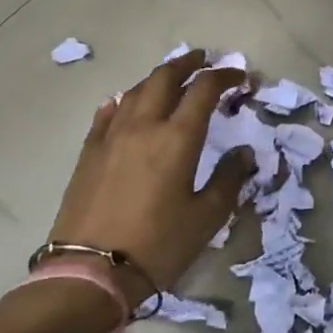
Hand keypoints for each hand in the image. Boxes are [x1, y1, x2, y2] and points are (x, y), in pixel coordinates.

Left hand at [47, 49, 255, 305]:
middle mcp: (143, 126)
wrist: (90, 272)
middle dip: (188, 64)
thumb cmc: (159, 245)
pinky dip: (125, 100)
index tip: (242, 78)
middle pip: (165, 78)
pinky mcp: (88, 154)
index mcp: (177, 138)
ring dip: (158, 78)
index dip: (226, 76)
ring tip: (173, 78)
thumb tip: (243, 153)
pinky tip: (127, 103)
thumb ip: (230, 178)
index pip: (204, 90)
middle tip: (205, 60)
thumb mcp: (207, 216)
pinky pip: (108, 113)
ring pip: (135, 91)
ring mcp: (110, 137)